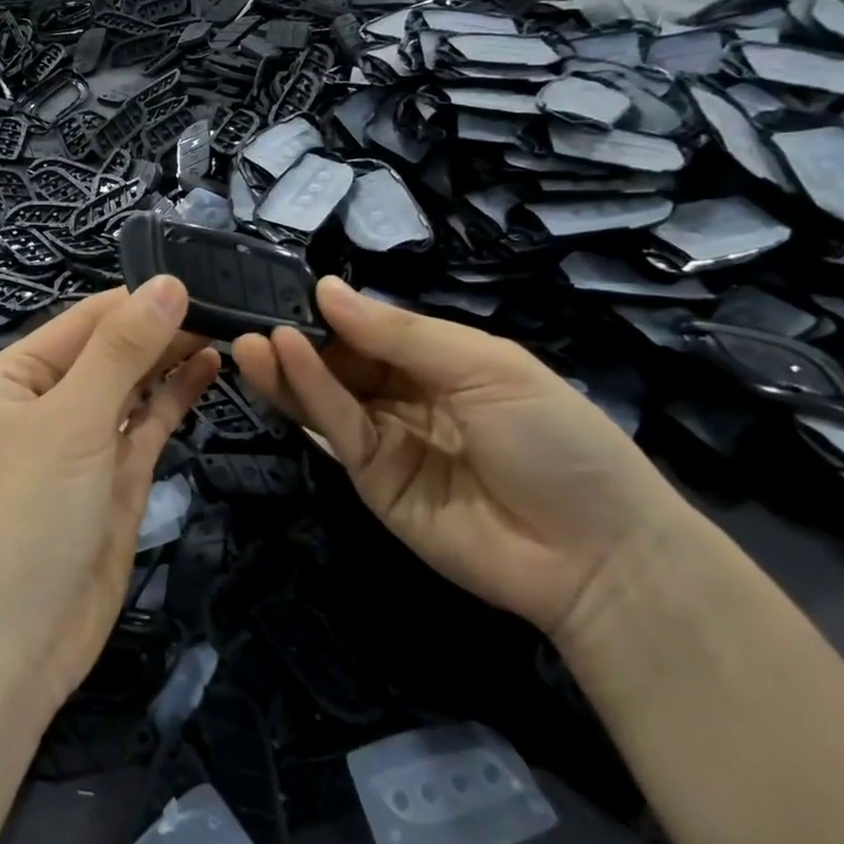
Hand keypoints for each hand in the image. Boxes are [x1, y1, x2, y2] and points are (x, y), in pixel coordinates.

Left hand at [0, 280, 221, 714]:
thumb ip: (123, 350)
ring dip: (173, 357)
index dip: (139, 299)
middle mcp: (47, 403)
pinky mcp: (115, 479)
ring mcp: (84, 443)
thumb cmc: (29, 512)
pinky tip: (209, 367)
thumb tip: (167, 283)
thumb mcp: (73, 418)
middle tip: (228, 301)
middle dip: (161, 327)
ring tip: (228, 326)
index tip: (201, 277)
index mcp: (15, 376)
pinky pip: (147, 425)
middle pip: (111, 350)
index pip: (85, 320)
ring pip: (134, 386)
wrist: (15, 641)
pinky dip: (176, 396)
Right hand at [231, 277, 691, 640]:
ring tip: (248, 338)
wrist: (595, 557)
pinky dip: (308, 394)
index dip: (335, 310)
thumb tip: (327, 288)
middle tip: (250, 313)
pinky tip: (281, 359)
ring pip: (327, 396)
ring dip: (288, 366)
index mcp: (442, 362)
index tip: (287, 286)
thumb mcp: (485, 366)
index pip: (374, 329)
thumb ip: (401, 332)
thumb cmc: (554, 438)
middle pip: (342, 362)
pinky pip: (337, 430)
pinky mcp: (370, 481)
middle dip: (300, 338)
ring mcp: (387, 440)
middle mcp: (407, 397)